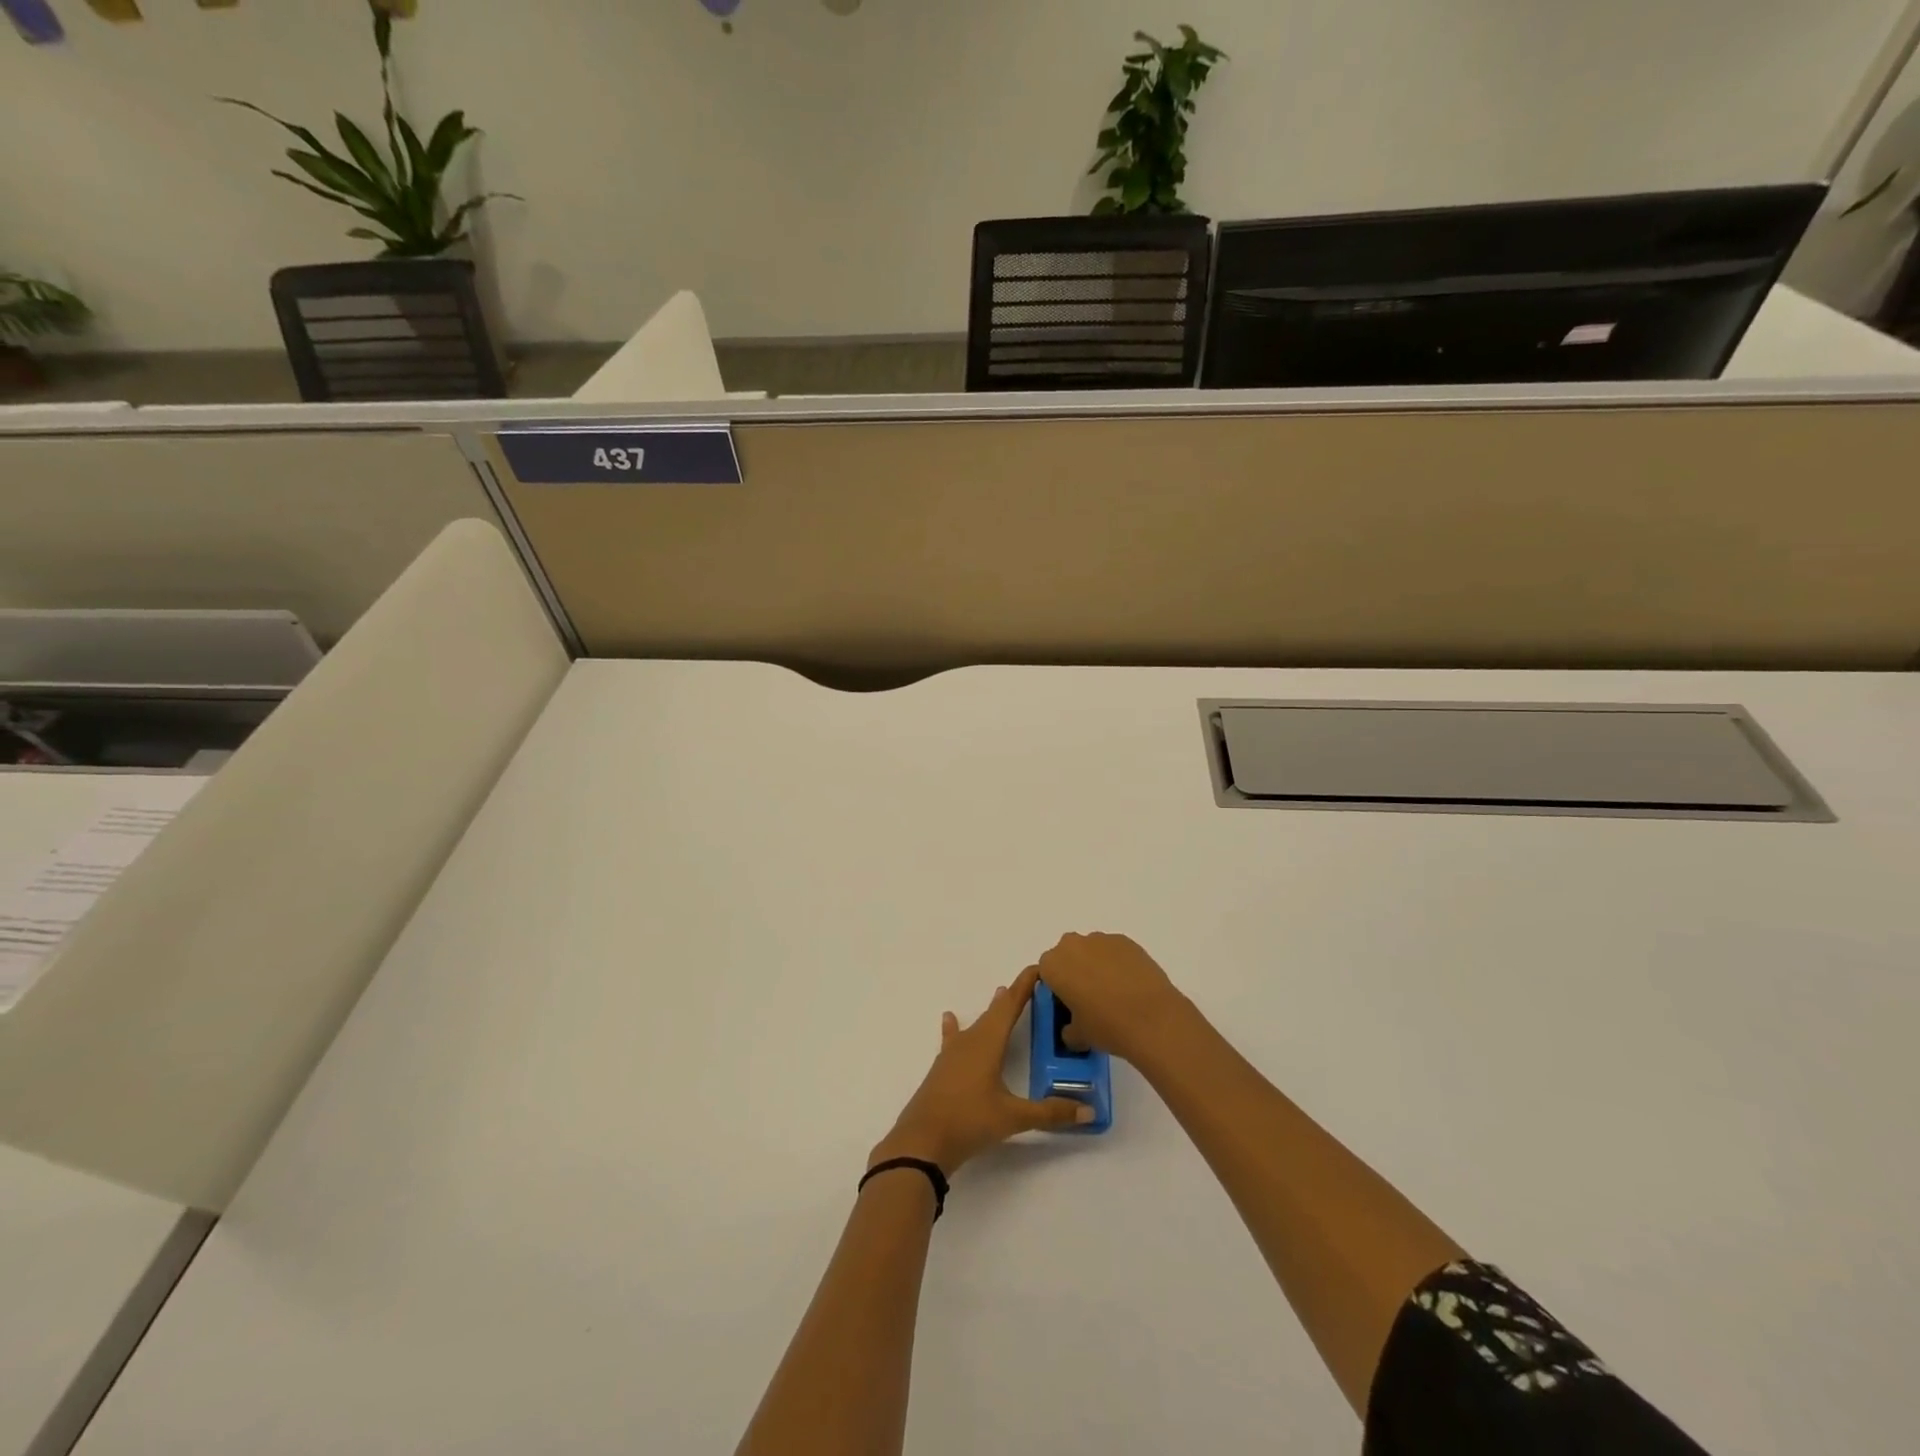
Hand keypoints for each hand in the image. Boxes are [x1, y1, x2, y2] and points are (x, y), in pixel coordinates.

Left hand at [872, 965, 1092, 1174]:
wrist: (921, 1141)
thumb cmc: (969, 1120)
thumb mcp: (1013, 1117)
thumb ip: (1050, 1112)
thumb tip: (1089, 1111)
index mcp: (988, 1042)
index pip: (1010, 1006)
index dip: (1024, 986)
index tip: (1037, 968)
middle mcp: (970, 1041)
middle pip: (995, 1012)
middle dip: (1013, 997)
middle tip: (1030, 984)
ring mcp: (953, 1054)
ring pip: (976, 1024)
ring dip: (991, 1011)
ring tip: (998, 993)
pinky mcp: (942, 1069)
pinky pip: (955, 1039)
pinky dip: (957, 1027)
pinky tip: (950, 1019)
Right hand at [1029, 932, 1186, 1064]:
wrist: (1153, 1019)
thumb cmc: (1107, 1026)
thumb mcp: (1078, 1036)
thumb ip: (1068, 1029)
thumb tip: (1072, 1029)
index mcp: (1053, 965)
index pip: (1046, 973)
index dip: (1056, 989)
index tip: (1068, 1006)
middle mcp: (1073, 945)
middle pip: (1067, 956)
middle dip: (1074, 972)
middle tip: (1088, 1000)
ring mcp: (1101, 940)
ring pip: (1091, 951)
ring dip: (1096, 966)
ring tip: (1114, 994)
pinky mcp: (1127, 941)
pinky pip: (1114, 951)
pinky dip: (1117, 964)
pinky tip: (1130, 987)